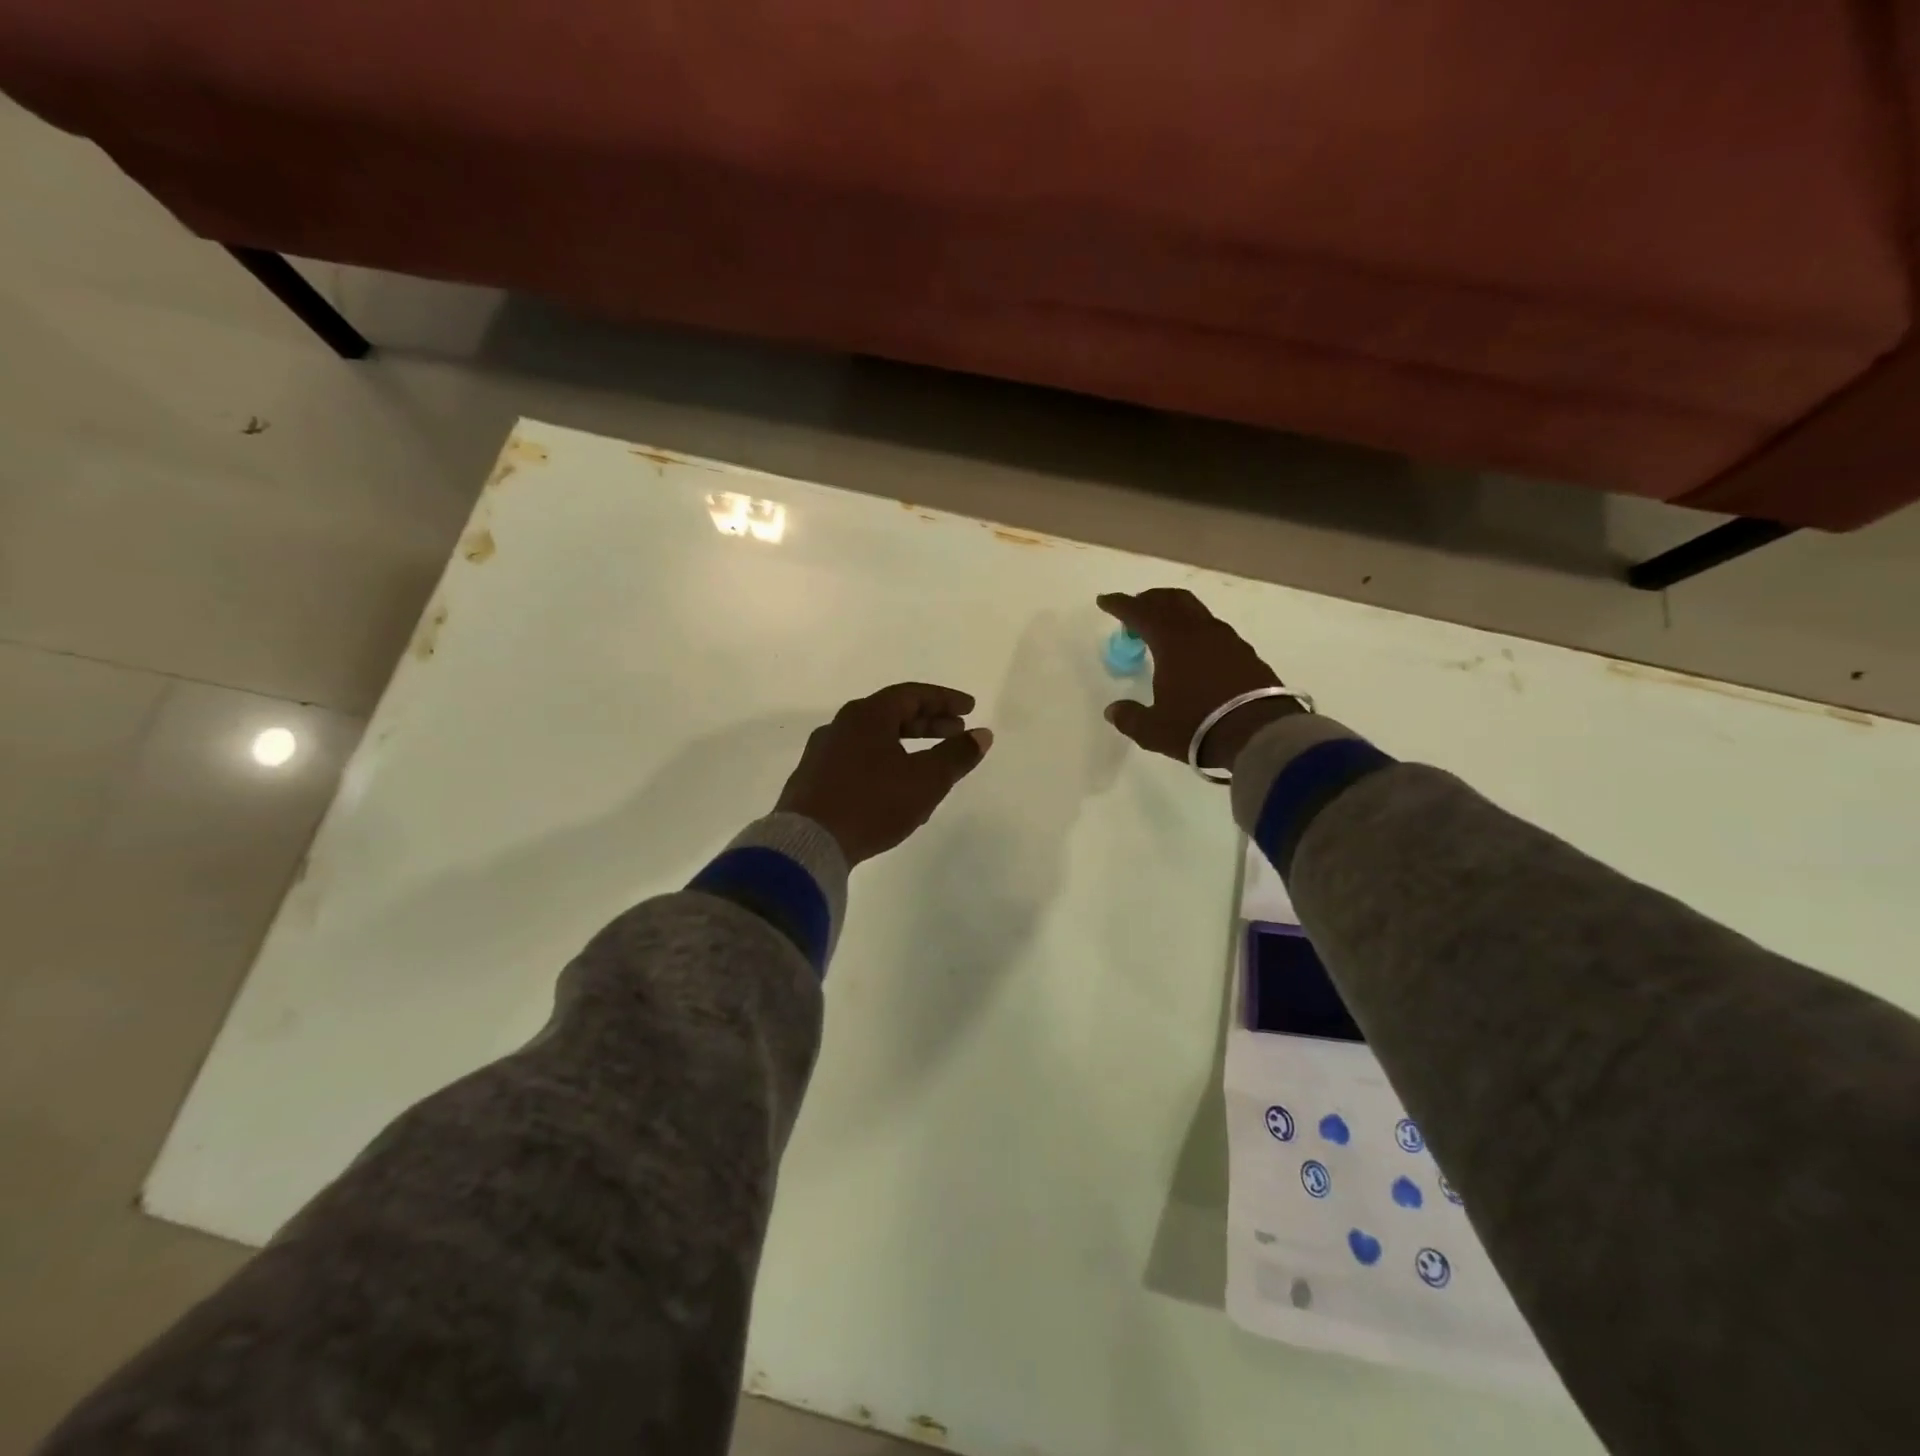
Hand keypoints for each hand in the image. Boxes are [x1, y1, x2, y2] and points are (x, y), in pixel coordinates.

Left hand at [776, 683, 992, 865]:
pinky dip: (885, 764)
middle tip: (955, 734)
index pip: (912, 695)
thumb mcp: (925, 780)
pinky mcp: (813, 780)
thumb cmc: (872, 803)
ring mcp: (823, 753)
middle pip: (891, 714)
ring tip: (931, 766)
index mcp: (866, 716)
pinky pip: (858, 761)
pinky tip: (897, 791)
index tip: (970, 709)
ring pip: (874, 740)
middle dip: (927, 723)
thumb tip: (982, 735)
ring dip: (907, 746)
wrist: (808, 844)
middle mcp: (841, 726)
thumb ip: (956, 755)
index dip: (945, 700)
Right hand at [1096, 588, 1300, 770]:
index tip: (1105, 601)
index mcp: (1172, 642)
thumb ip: (1130, 717)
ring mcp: (1227, 640)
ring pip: (1196, 613)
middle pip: (1171, 601)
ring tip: (1163, 631)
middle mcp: (1200, 632)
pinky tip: (1194, 652)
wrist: (1259, 734)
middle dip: (1150, 600)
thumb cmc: (1197, 727)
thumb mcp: (1153, 730)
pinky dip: (1196, 632)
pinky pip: (1213, 631)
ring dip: (1175, 614)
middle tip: (1135, 609)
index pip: (1140, 613)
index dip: (1120, 605)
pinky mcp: (1246, 654)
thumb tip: (1113, 710)